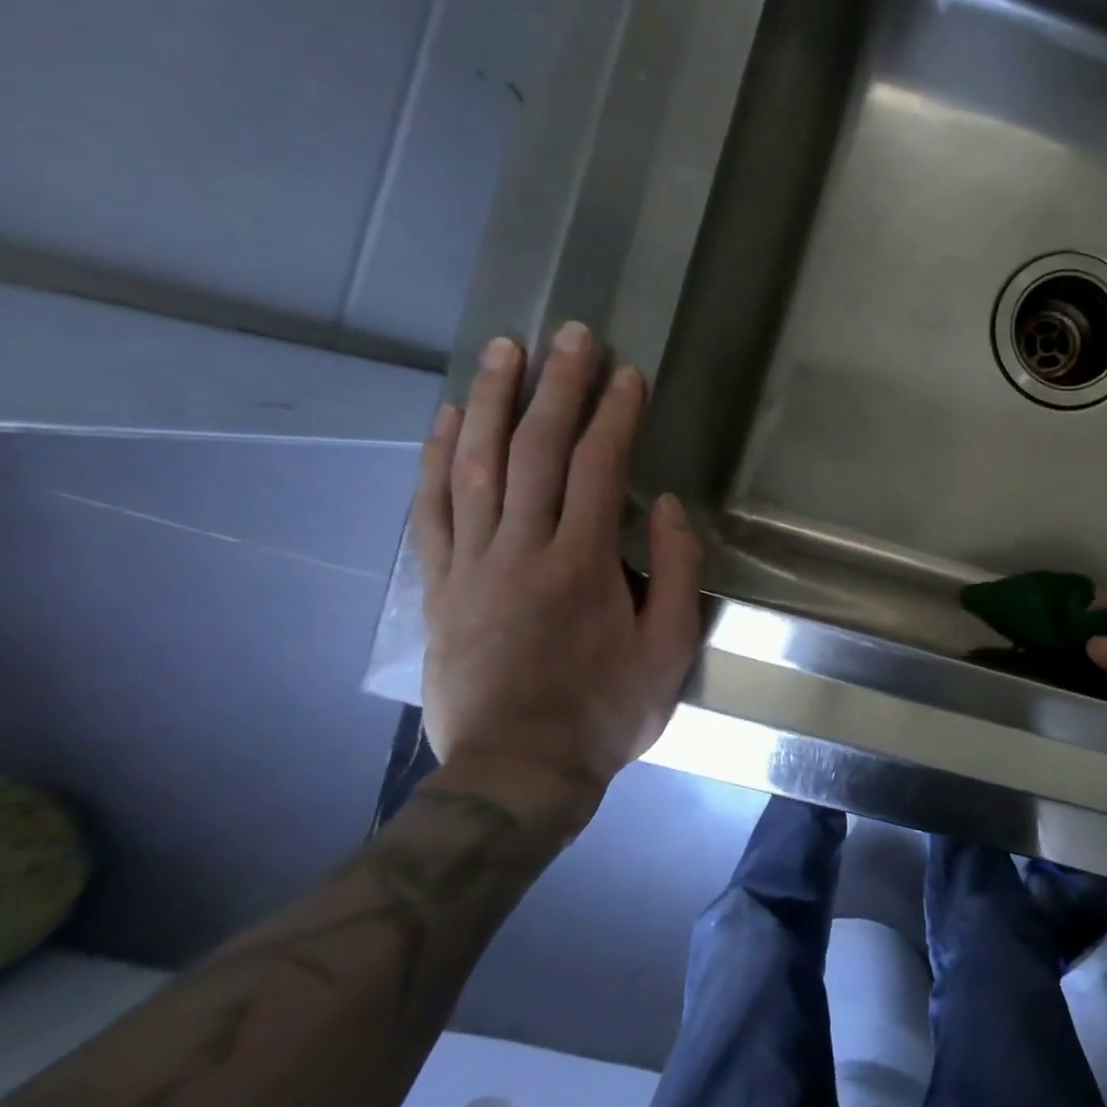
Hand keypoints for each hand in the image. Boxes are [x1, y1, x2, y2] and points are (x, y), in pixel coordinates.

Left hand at [411, 324, 703, 820]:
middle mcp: (523, 549)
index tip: (626, 374)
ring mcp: (473, 565)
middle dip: (557, 387)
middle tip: (570, 335)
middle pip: (536, 451)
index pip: (598, 468)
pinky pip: (432, 510)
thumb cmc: (606, 710)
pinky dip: (437, 459)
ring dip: (492, 402)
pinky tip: (447, 420)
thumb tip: (666, 506)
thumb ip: (674, 571)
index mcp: (583, 564)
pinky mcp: (440, 586)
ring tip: (503, 351)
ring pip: (476, 466)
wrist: (517, 771)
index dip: (613, 415)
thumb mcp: (669, 648)